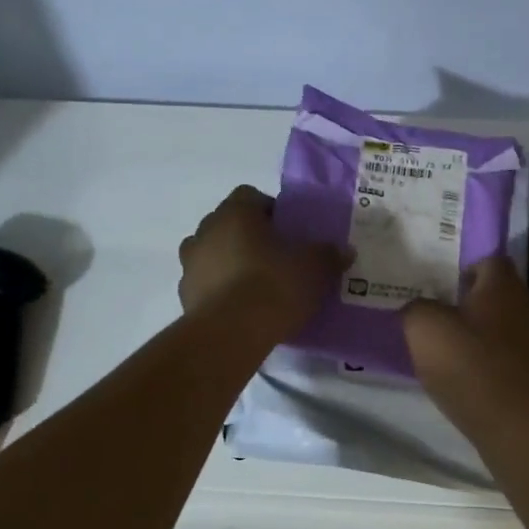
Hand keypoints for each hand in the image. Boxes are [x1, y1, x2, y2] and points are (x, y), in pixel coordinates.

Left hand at [178, 185, 346, 337]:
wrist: (231, 333)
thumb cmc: (273, 286)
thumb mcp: (314, 269)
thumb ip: (328, 255)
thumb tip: (344, 251)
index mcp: (235, 212)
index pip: (250, 196)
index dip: (270, 211)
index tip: (288, 232)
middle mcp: (206, 230)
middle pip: (229, 224)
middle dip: (250, 237)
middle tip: (276, 259)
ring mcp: (190, 263)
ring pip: (214, 254)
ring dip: (231, 263)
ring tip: (256, 287)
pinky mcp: (184, 295)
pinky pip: (206, 284)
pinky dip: (220, 291)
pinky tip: (241, 309)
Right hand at [403, 257, 528, 444]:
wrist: (523, 430)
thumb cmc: (473, 370)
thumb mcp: (424, 332)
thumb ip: (416, 309)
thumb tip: (418, 308)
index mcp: (504, 286)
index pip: (488, 259)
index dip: (463, 269)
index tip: (441, 287)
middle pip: (501, 291)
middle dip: (475, 301)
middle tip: (444, 316)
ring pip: (511, 323)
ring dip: (488, 332)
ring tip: (457, 349)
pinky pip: (517, 355)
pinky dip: (498, 360)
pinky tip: (476, 377)